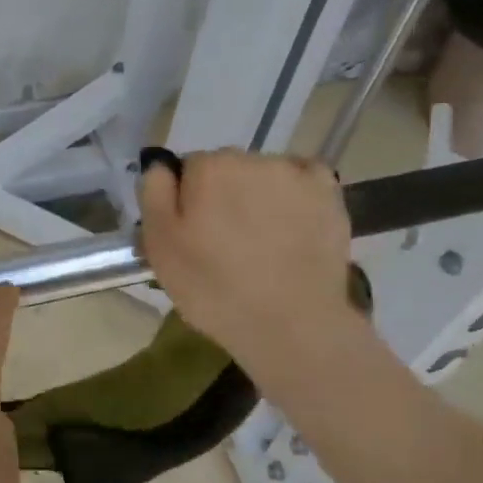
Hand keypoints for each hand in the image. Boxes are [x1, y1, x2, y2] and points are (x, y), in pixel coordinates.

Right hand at [138, 150, 356, 373]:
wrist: (290, 324)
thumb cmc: (213, 287)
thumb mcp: (159, 245)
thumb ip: (154, 193)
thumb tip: (161, 165)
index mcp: (208, 167)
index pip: (188, 169)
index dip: (187, 201)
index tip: (193, 233)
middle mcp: (252, 158)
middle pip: (227, 168)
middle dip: (223, 195)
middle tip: (225, 242)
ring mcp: (295, 174)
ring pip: (263, 175)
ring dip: (258, 196)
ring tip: (262, 242)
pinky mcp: (328, 193)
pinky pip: (303, 179)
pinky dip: (295, 195)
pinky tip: (292, 224)